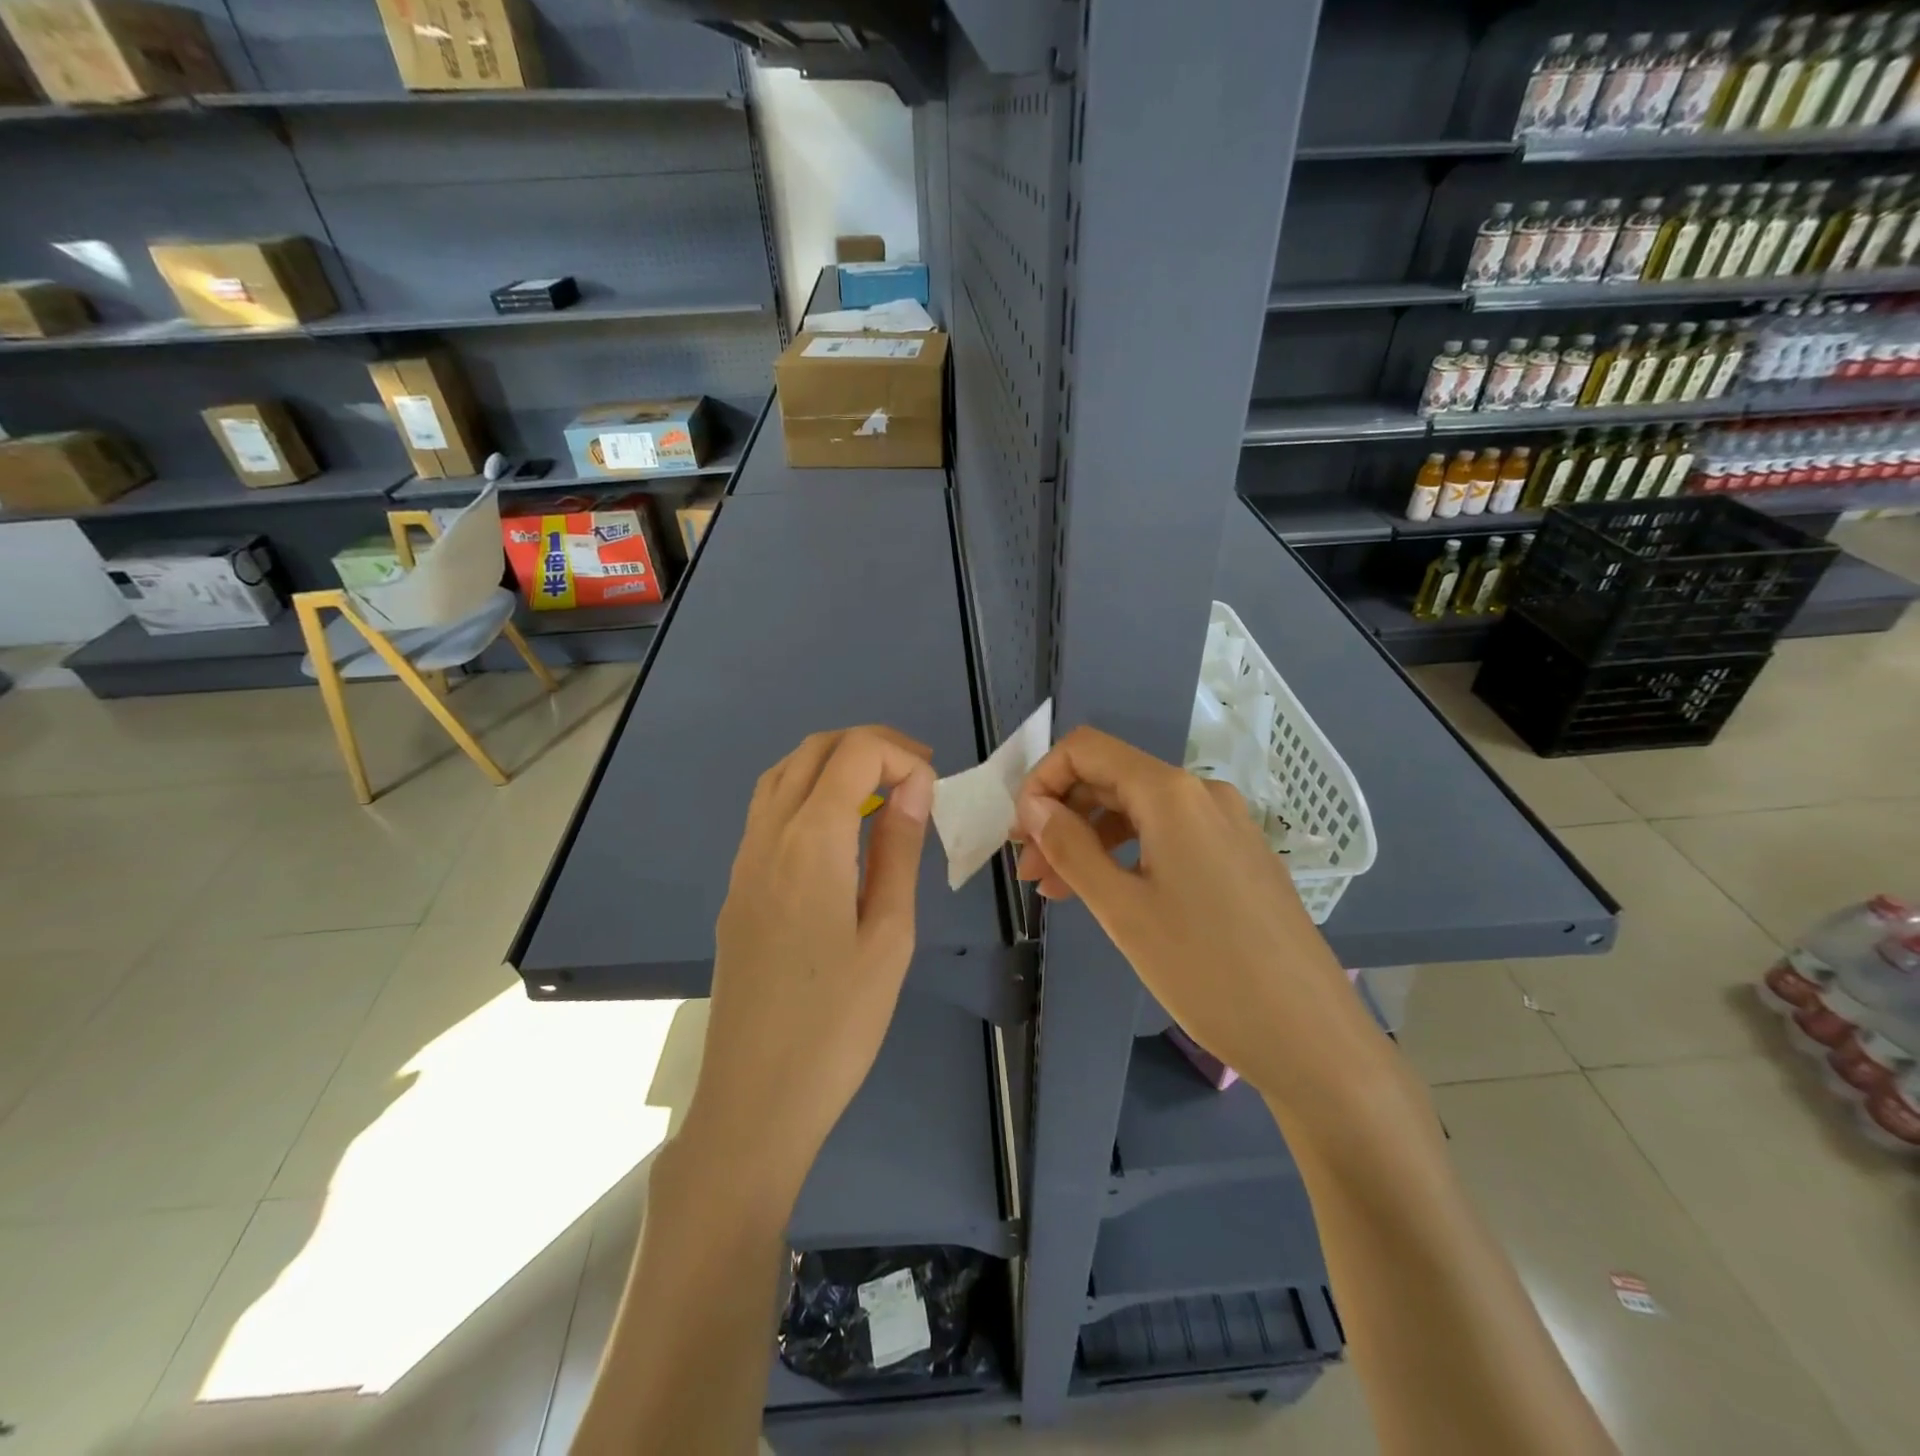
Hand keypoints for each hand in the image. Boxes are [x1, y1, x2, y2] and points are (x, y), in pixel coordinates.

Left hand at [686, 727, 936, 1203]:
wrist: (755, 1099)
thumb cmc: (838, 1024)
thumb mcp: (889, 934)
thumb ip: (898, 850)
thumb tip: (913, 787)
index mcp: (810, 843)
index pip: (852, 753)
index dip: (899, 754)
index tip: (932, 789)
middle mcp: (767, 837)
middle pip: (812, 751)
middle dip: (868, 747)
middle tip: (915, 778)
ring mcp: (744, 862)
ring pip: (782, 776)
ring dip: (832, 766)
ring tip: (879, 796)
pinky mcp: (737, 889)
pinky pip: (768, 813)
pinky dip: (807, 795)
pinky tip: (838, 836)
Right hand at [1014, 726, 1373, 1103]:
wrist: (1311, 1036)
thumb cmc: (1205, 970)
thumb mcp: (1122, 909)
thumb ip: (1071, 847)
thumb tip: (1033, 806)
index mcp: (1172, 794)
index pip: (1087, 750)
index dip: (1042, 779)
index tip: (1021, 833)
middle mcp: (1202, 794)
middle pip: (1112, 779)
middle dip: (1062, 815)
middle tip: (1031, 871)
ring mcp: (1227, 824)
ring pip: (1139, 811)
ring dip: (1091, 839)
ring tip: (1058, 890)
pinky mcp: (1239, 856)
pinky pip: (1170, 836)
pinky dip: (1128, 854)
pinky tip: (1109, 893)